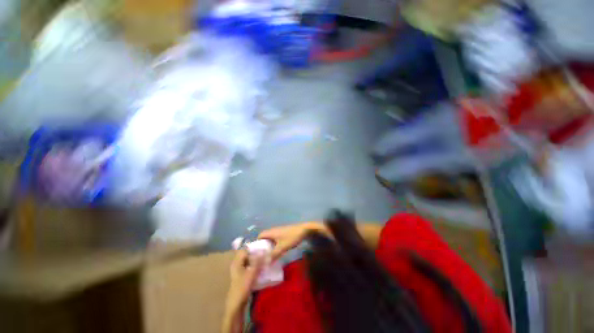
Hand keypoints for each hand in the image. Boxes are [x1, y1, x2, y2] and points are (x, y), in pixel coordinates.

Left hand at [226, 250, 263, 312]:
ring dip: (256, 261)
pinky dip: (255, 267)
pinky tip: (262, 269)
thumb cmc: (242, 288)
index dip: (254, 248)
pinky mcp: (242, 277)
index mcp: (237, 262)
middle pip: (247, 255)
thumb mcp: (251, 273)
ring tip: (265, 261)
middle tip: (266, 255)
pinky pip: (249, 268)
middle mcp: (237, 265)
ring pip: (249, 262)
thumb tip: (264, 250)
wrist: (236, 306)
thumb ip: (257, 261)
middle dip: (256, 255)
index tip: (263, 249)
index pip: (245, 250)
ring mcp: (239, 271)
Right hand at [258, 222, 326, 260]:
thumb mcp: (282, 247)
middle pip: (264, 238)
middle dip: (262, 247)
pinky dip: (274, 246)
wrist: (304, 230)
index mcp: (271, 232)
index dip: (256, 244)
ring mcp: (279, 232)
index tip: (254, 254)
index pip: (260, 236)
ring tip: (267, 257)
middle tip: (260, 258)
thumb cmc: (292, 237)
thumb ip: (273, 255)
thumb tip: (264, 263)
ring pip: (270, 240)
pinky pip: (276, 240)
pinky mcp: (284, 234)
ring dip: (268, 247)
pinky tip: (276, 253)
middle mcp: (273, 231)